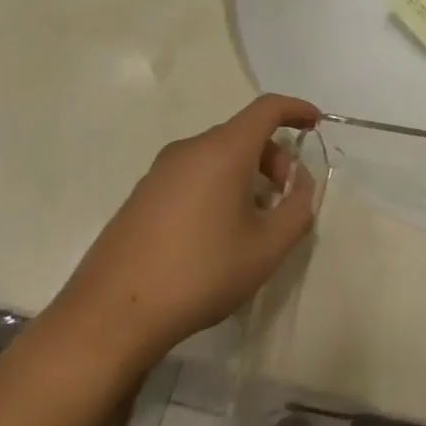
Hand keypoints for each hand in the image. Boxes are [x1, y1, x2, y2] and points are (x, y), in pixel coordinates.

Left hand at [47, 95, 321, 372]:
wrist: (110, 317)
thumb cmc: (201, 273)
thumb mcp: (268, 247)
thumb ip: (298, 208)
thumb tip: (300, 185)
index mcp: (223, 150)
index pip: (267, 109)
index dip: (296, 110)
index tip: (315, 124)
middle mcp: (189, 149)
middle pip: (243, 134)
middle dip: (275, 158)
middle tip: (286, 199)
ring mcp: (159, 172)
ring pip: (217, 156)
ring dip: (247, 175)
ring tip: (253, 222)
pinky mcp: (140, 197)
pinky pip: (193, 175)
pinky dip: (218, 187)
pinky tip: (217, 234)